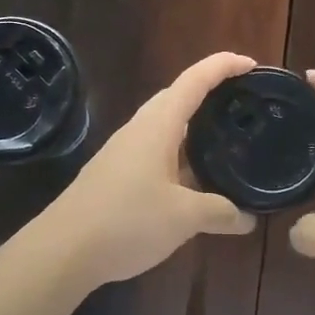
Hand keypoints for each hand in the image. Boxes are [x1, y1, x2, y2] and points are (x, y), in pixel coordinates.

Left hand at [41, 52, 258, 286]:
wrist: (63, 250)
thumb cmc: (126, 220)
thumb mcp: (183, 217)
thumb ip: (220, 212)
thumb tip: (248, 218)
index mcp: (157, 126)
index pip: (194, 81)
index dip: (223, 66)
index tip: (251, 64)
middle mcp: (139, 130)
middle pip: (177, 97)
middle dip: (209, 93)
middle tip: (242, 103)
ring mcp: (124, 152)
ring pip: (165, 127)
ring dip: (193, 128)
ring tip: (225, 140)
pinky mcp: (116, 175)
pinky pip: (155, 152)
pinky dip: (180, 156)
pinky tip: (194, 179)